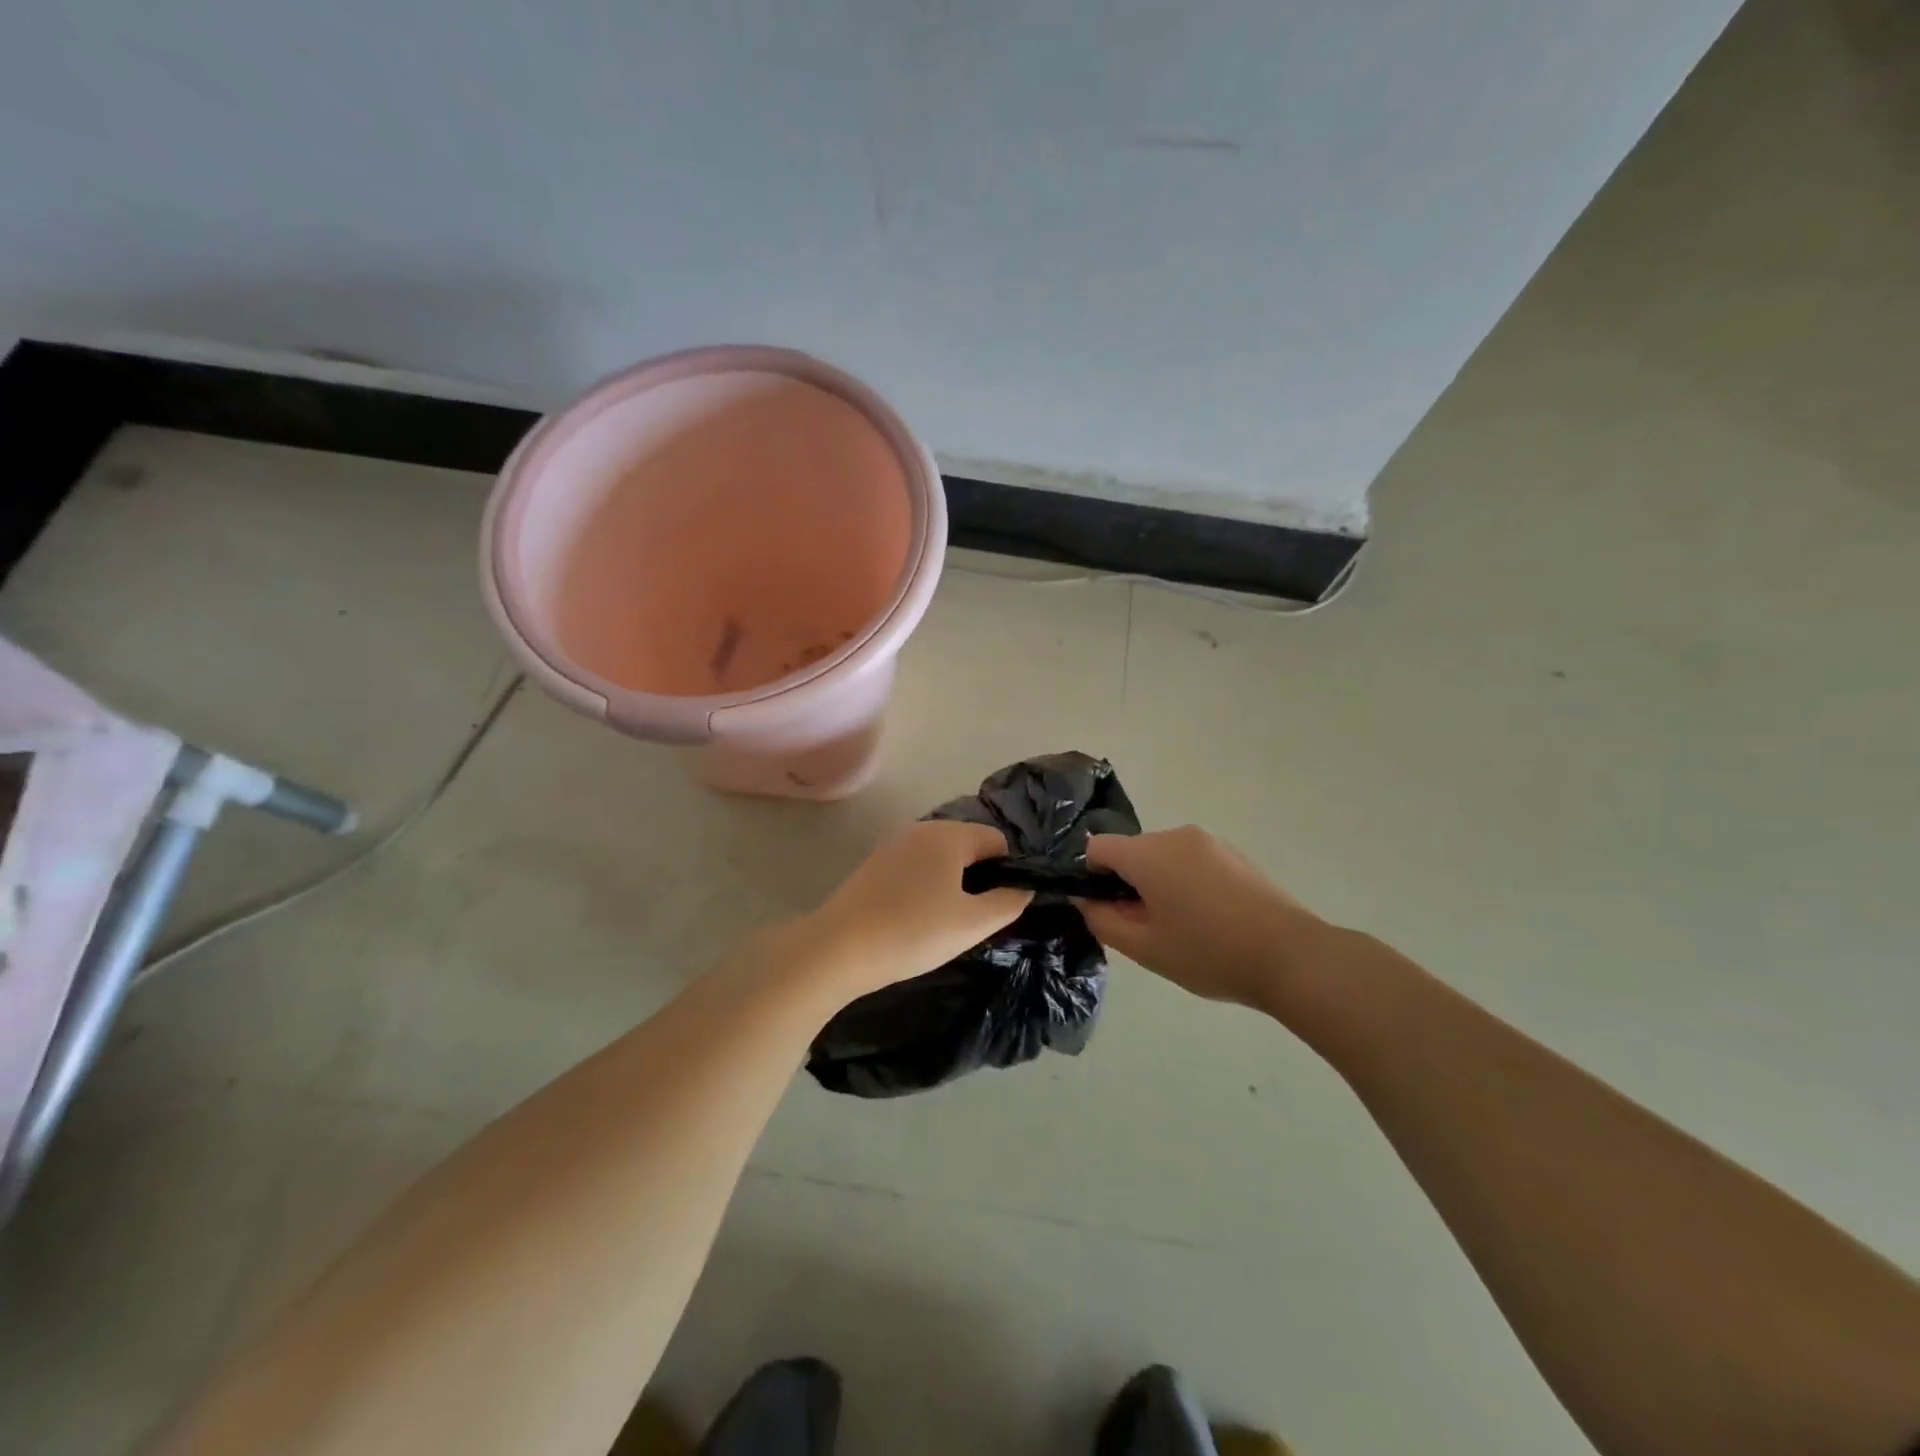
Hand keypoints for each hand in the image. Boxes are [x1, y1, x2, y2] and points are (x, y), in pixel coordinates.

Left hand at [800, 820, 1030, 997]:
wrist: (839, 948)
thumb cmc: (914, 932)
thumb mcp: (972, 923)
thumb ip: (1008, 902)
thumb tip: (1024, 888)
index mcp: (949, 835)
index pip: (997, 840)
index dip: (1007, 871)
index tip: (999, 907)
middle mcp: (922, 829)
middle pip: (967, 846)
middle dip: (979, 878)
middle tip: (974, 920)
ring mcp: (893, 845)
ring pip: (940, 859)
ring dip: (951, 884)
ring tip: (945, 923)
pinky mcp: (874, 865)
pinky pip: (915, 869)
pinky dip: (925, 888)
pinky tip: (915, 920)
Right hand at [1077, 826, 1335, 1013]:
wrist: (1292, 956)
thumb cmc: (1209, 954)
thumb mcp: (1146, 948)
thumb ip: (1103, 920)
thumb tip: (1085, 900)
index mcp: (1147, 854)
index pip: (1096, 848)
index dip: (1090, 877)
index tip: (1106, 910)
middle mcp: (1174, 836)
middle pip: (1131, 851)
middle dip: (1127, 883)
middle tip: (1145, 928)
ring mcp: (1208, 842)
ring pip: (1162, 856)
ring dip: (1157, 883)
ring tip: (1181, 927)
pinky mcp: (1233, 853)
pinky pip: (1190, 860)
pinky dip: (1185, 882)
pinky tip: (1208, 919)